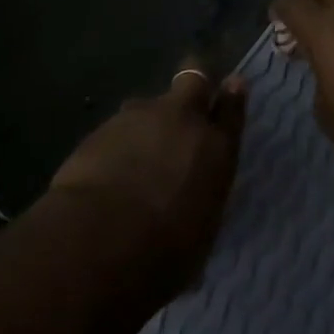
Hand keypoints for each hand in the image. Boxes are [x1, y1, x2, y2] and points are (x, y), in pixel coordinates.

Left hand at [48, 65, 247, 293]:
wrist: (100, 239)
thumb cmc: (164, 254)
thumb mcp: (198, 236)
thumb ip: (200, 202)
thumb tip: (192, 205)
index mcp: (216, 149)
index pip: (232, 109)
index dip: (232, 96)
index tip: (233, 86)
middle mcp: (183, 120)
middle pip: (194, 79)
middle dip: (194, 83)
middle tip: (187, 100)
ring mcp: (141, 117)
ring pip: (148, 106)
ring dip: (147, 124)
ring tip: (136, 157)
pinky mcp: (103, 126)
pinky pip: (117, 129)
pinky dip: (117, 145)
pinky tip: (107, 172)